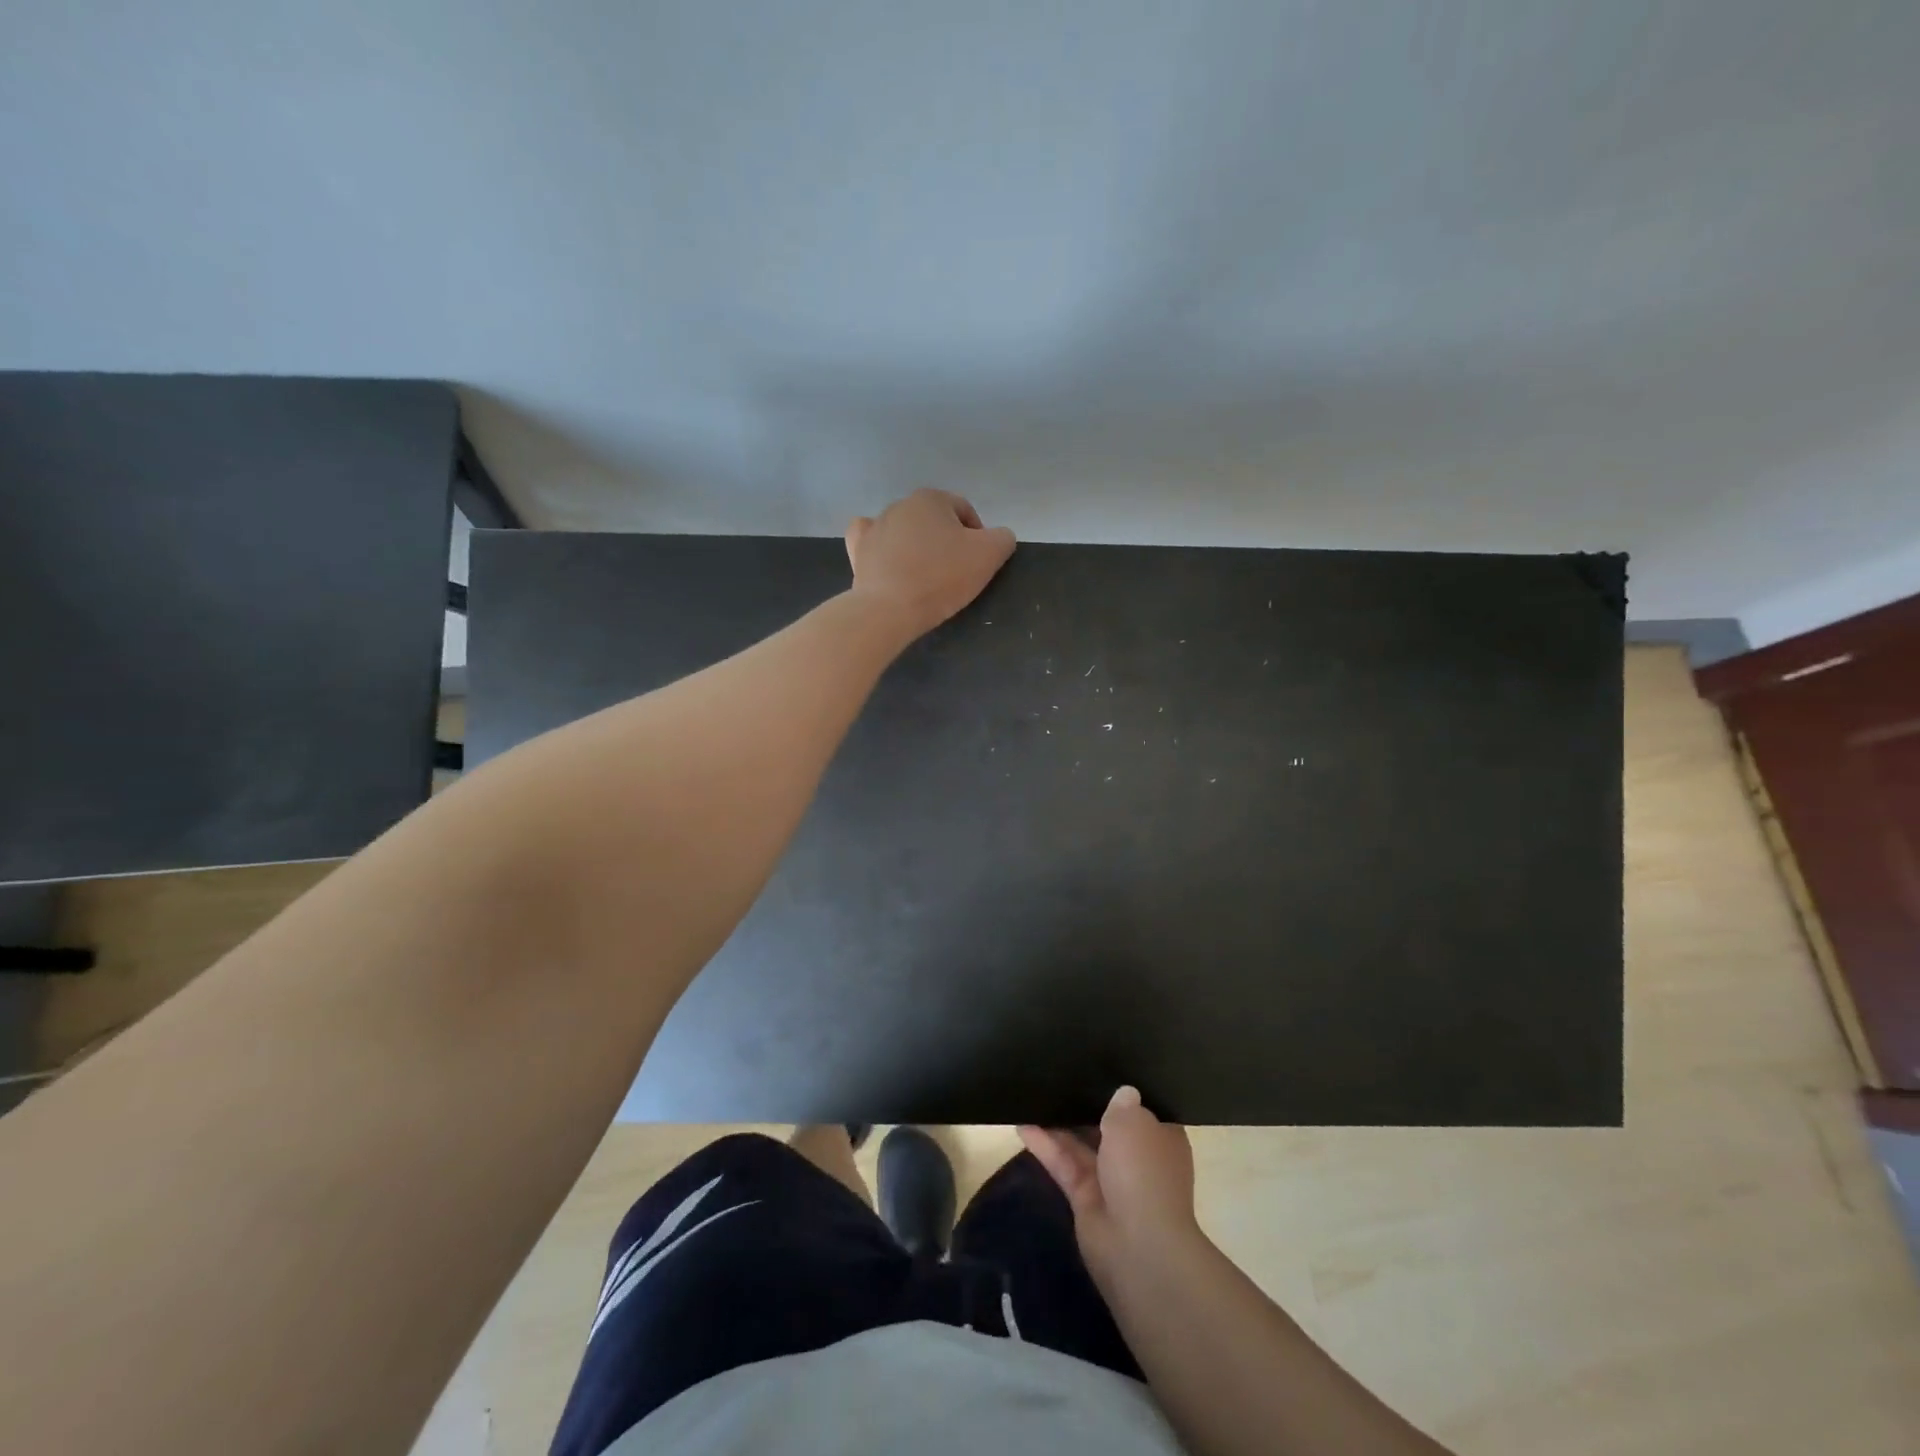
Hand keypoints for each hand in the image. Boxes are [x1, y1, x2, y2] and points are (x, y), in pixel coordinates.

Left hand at [845, 489, 1015, 638]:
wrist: (889, 609)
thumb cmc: (942, 577)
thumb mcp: (990, 555)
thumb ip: (1003, 538)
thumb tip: (999, 537)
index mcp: (932, 498)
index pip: (965, 512)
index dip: (978, 537)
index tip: (978, 564)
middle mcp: (900, 504)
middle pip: (934, 521)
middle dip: (946, 542)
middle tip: (954, 574)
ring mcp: (875, 526)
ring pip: (905, 531)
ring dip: (918, 548)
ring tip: (925, 577)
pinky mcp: (858, 549)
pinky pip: (873, 540)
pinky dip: (883, 548)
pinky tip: (890, 561)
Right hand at [1020, 1086, 1198, 1287]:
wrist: (1138, 1248)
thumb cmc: (1144, 1174)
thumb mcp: (1134, 1124)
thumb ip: (1120, 1104)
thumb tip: (1122, 1092)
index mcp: (1161, 1139)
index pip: (1144, 1109)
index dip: (1124, 1090)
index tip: (1102, 1065)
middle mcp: (1138, 1157)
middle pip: (1109, 1125)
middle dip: (1087, 1104)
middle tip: (1059, 1072)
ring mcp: (1111, 1180)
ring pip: (1081, 1144)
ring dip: (1060, 1123)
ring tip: (1033, 1093)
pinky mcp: (1085, 1198)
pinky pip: (1064, 1164)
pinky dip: (1045, 1146)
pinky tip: (1022, 1125)